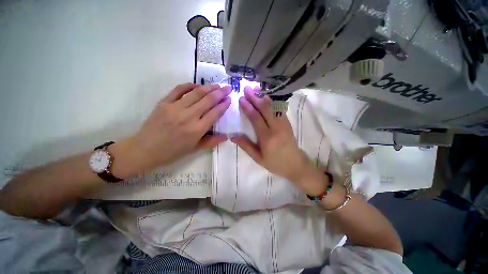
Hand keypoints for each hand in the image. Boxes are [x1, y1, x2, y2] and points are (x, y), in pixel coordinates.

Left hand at [126, 83, 231, 171]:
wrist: (145, 149)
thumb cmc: (173, 152)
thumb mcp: (195, 149)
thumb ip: (212, 142)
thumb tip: (226, 136)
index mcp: (197, 130)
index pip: (215, 113)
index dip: (224, 105)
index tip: (229, 99)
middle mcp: (188, 117)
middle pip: (208, 100)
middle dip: (220, 93)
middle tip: (228, 88)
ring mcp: (175, 108)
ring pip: (196, 93)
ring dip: (209, 87)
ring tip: (217, 85)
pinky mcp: (164, 102)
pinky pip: (179, 90)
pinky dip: (190, 85)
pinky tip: (197, 85)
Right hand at [230, 87, 325, 193]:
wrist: (295, 165)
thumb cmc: (275, 163)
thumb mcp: (258, 158)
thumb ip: (246, 146)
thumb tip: (232, 136)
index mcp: (267, 138)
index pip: (256, 118)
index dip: (248, 107)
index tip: (241, 98)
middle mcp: (276, 128)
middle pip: (265, 108)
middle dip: (255, 97)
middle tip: (246, 89)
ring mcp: (284, 124)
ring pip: (273, 106)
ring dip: (264, 97)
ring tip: (256, 89)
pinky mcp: (288, 123)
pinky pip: (279, 109)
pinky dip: (272, 101)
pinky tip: (266, 97)